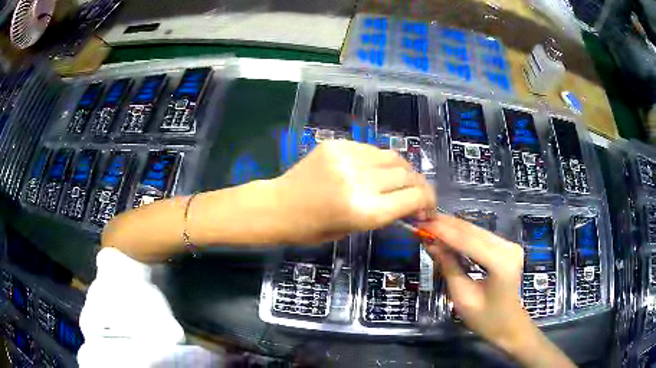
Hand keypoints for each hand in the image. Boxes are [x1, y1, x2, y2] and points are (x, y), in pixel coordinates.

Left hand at [271, 140, 435, 243]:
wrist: (278, 206)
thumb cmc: (312, 230)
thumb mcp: (353, 229)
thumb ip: (384, 213)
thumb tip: (409, 202)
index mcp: (365, 211)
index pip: (413, 197)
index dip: (428, 201)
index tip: (427, 208)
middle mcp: (360, 181)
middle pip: (407, 175)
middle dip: (418, 186)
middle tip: (417, 194)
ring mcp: (348, 159)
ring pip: (393, 157)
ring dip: (402, 170)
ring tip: (399, 181)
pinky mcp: (337, 145)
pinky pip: (371, 149)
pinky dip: (380, 160)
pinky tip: (375, 170)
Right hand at [424, 215, 575, 366]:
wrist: (509, 325)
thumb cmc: (485, 319)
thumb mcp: (462, 297)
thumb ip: (449, 267)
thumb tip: (431, 244)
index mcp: (500, 263)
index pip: (468, 241)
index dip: (444, 231)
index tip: (422, 224)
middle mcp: (508, 248)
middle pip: (473, 231)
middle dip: (447, 225)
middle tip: (422, 220)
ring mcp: (510, 245)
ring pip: (477, 231)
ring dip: (454, 228)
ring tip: (431, 225)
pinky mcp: (507, 247)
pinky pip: (481, 237)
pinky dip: (463, 235)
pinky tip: (448, 233)